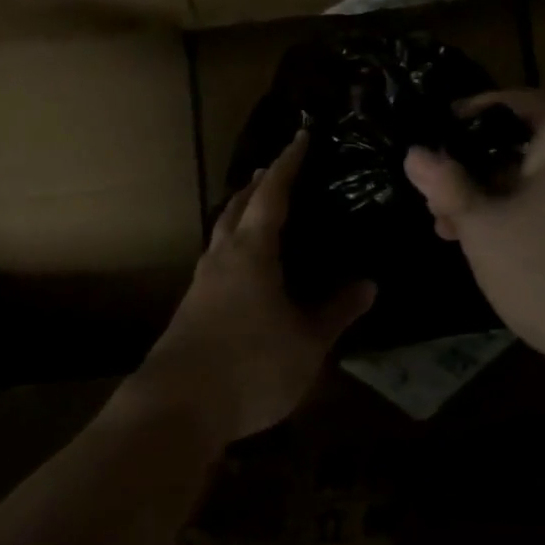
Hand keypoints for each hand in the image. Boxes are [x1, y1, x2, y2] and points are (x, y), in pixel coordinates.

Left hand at [129, 130, 375, 447]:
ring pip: (221, 231)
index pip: (272, 193)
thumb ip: (336, 312)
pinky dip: (232, 244)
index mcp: (252, 251)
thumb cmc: (250, 365)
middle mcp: (223, 256)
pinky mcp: (191, 308)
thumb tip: (368, 284)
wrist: (176, 408)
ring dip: (240, 212)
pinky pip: (216, 258)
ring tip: (258, 209)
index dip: (288, 163)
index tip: (300, 137)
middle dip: (257, 184)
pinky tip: (243, 267)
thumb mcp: (307, 342)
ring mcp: (201, 282)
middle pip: (236, 206)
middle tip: (275, 169)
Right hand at [403, 91, 544, 399]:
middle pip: (526, 145)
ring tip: (453, 234)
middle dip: (475, 173)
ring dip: (496, 201)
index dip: (466, 117)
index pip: (512, 104)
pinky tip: (495, 250)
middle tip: (435, 202)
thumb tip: (414, 154)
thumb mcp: (486, 228)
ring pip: (542, 181)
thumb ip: (447, 186)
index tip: (430, 137)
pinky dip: (528, 218)